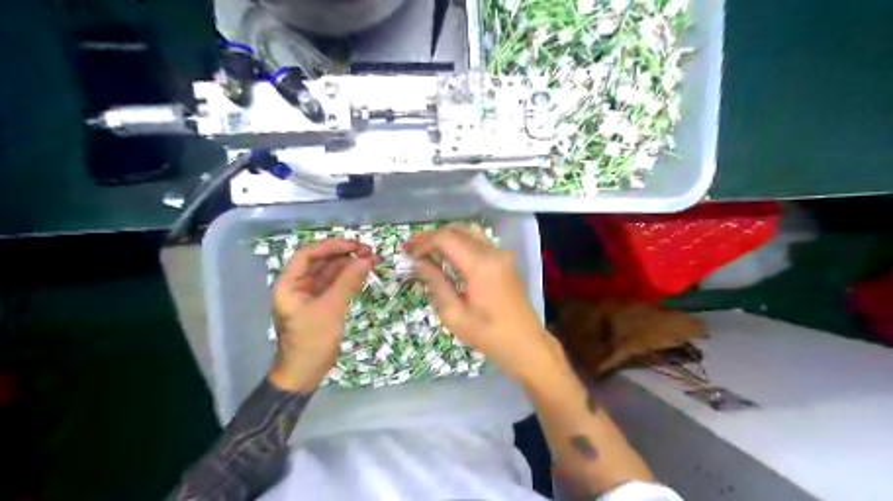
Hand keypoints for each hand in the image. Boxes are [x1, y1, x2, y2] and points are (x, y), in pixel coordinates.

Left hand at [267, 236, 373, 393]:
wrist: (305, 373)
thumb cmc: (313, 340)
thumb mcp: (331, 309)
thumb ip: (348, 281)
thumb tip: (367, 259)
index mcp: (289, 283)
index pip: (308, 254)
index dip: (332, 246)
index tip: (355, 245)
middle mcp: (297, 285)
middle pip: (320, 261)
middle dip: (344, 254)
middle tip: (369, 251)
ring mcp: (309, 294)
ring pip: (329, 272)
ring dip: (349, 265)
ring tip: (371, 260)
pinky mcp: (320, 303)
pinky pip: (334, 284)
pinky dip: (348, 278)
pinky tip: (363, 273)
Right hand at [408, 225, 551, 381]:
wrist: (526, 344)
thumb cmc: (489, 335)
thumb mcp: (454, 315)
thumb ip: (436, 283)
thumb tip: (418, 263)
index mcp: (480, 265)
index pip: (445, 238)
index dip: (423, 242)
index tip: (407, 253)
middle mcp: (492, 252)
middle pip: (456, 231)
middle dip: (431, 238)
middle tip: (412, 250)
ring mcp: (501, 254)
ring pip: (468, 232)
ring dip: (446, 238)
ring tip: (427, 251)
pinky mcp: (505, 261)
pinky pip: (478, 242)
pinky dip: (460, 243)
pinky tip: (448, 257)